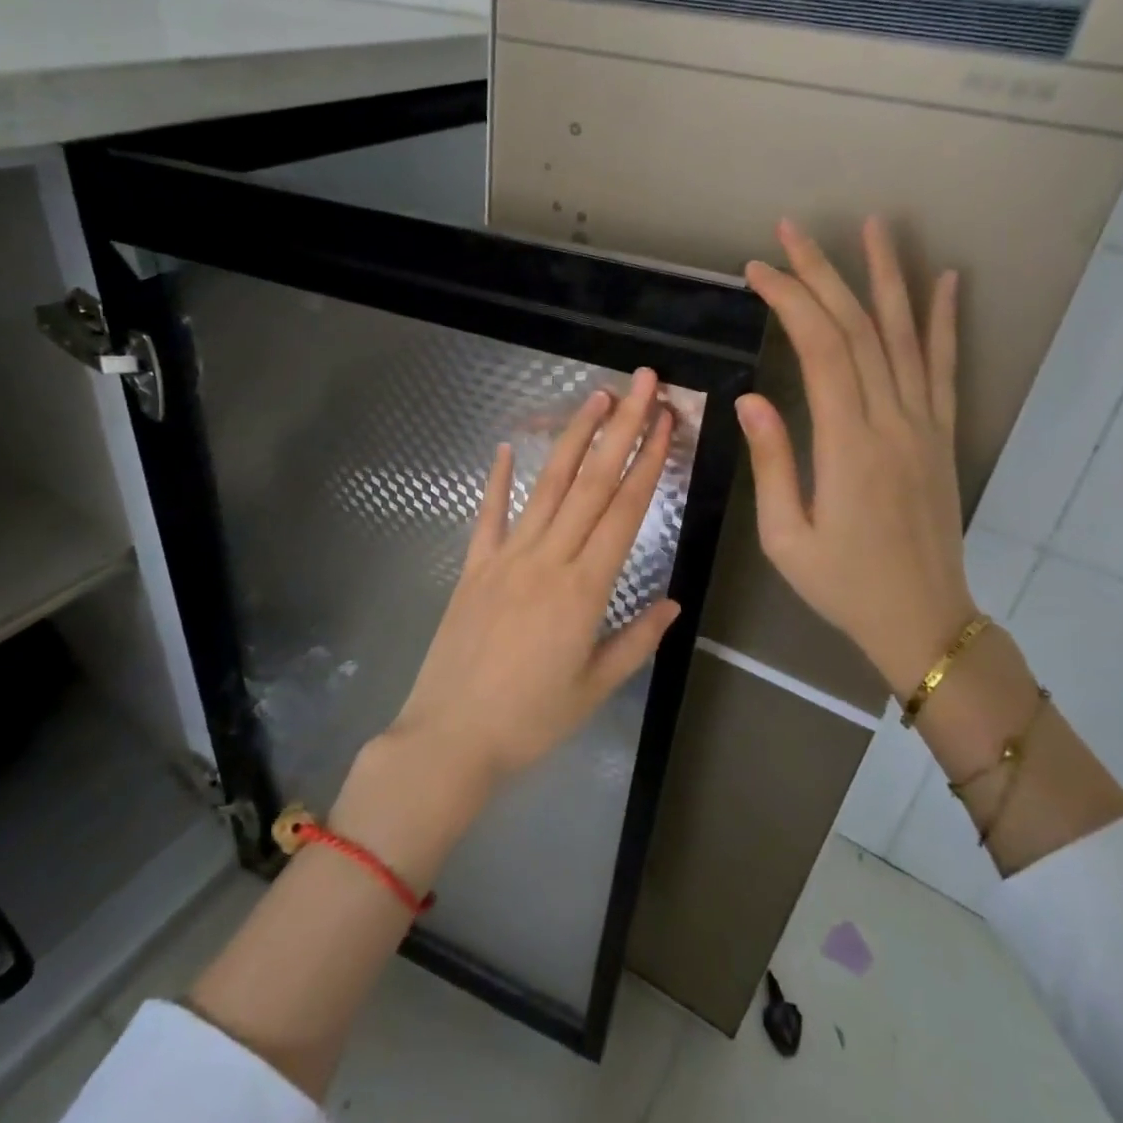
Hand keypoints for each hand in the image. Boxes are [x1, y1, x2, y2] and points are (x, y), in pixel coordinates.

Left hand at [384, 369, 682, 786]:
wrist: (450, 739)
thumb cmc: (530, 721)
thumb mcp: (594, 687)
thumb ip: (636, 639)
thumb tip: (673, 602)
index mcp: (585, 589)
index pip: (624, 510)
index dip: (648, 461)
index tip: (665, 420)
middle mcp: (547, 560)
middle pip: (592, 483)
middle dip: (620, 428)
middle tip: (640, 383)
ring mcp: (506, 558)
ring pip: (547, 487)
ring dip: (573, 438)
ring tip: (594, 397)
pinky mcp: (474, 567)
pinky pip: (488, 515)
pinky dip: (498, 479)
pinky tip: (508, 446)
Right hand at [738, 219, 975, 694]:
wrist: (923, 620)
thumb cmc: (842, 584)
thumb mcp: (786, 537)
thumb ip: (773, 462)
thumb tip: (751, 397)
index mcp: (849, 444)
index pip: (821, 349)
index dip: (790, 300)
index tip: (758, 270)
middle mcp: (892, 421)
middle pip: (859, 329)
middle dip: (823, 273)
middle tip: (791, 231)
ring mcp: (924, 424)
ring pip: (905, 336)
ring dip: (886, 277)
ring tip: (873, 226)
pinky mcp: (942, 435)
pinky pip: (945, 367)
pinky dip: (944, 321)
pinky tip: (946, 281)